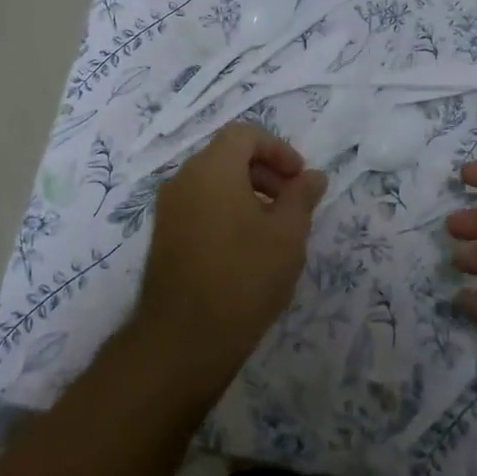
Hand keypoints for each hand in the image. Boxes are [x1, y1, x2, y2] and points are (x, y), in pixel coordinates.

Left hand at [134, 123, 326, 395]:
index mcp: (212, 168)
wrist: (183, 340)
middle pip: (227, 155)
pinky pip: (199, 205)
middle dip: (265, 171)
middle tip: (292, 203)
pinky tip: (246, 248)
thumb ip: (301, 197)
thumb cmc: (243, 277)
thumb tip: (312, 176)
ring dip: (247, 191)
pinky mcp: (164, 236)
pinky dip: (226, 210)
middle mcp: (184, 179)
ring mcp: (169, 209)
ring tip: (273, 229)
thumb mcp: (288, 235)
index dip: (278, 149)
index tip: (299, 179)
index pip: (245, 135)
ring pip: (213, 181)